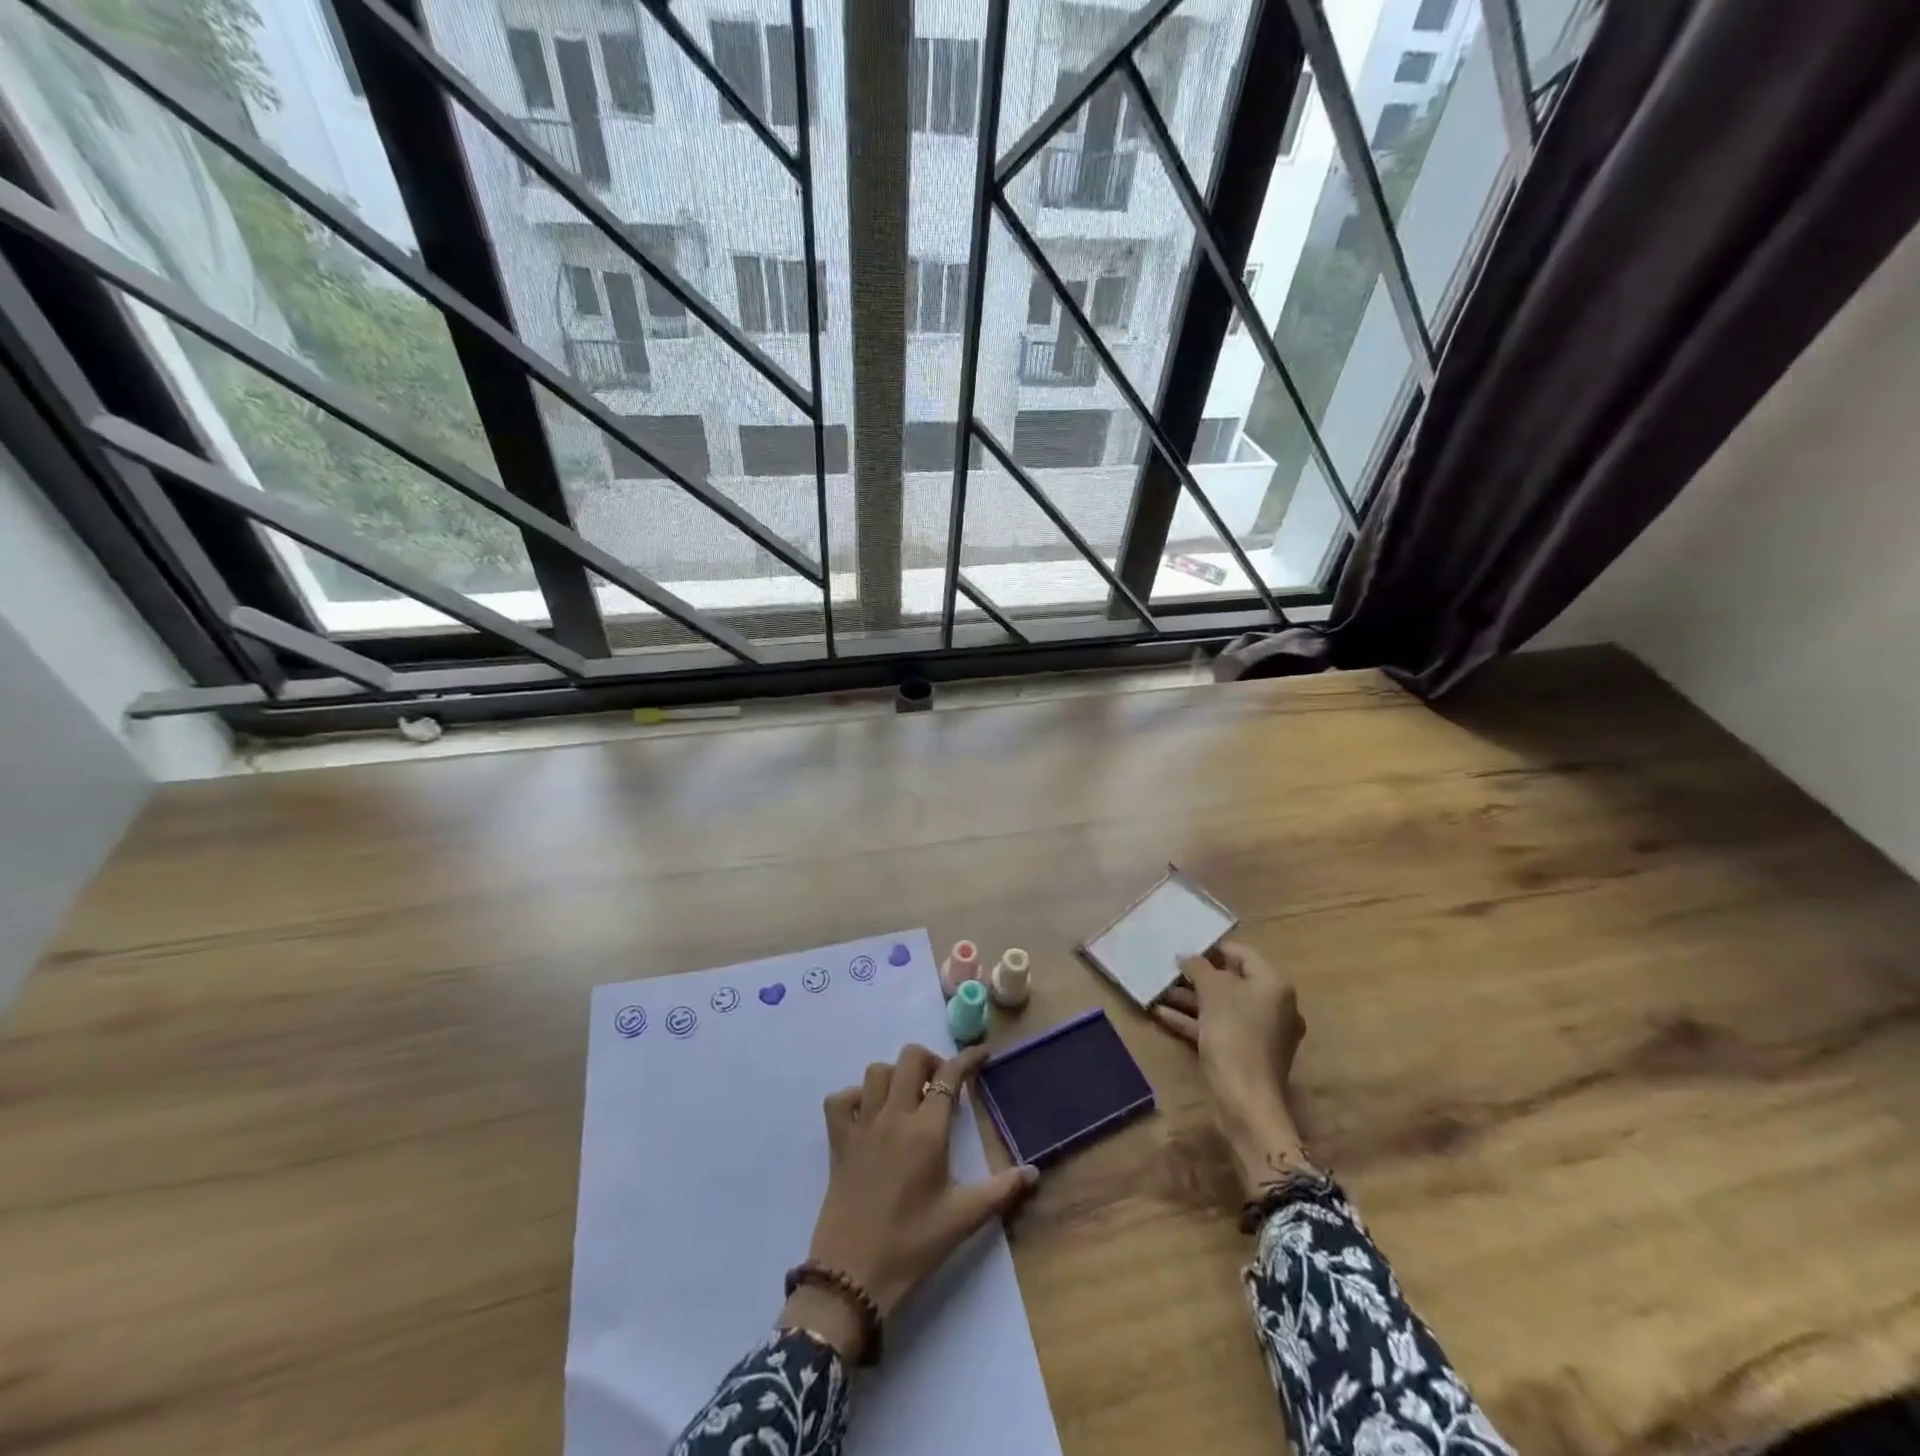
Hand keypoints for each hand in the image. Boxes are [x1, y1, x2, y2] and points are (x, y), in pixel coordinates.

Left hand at [784, 1044, 1039, 1360]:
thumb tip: (1034, 1172)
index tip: (982, 1055)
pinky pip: (840, 1099)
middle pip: (910, 1058)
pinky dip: (855, 1097)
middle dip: (931, 1062)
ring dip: (896, 1076)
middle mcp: (894, 1117)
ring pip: (876, 1072)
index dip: (968, 1059)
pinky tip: (869, 1115)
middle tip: (942, 1088)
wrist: (852, 1277)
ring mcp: (862, 1126)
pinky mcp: (838, 1141)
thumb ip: (1001, 1191)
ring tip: (909, 1100)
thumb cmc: (912, 1246)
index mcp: (926, 1131)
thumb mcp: (962, 1219)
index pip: (949, 1076)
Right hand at [1152, 941, 1312, 1196]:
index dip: (1213, 948)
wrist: (1245, 1100)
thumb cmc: (1233, 1033)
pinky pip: (1217, 1028)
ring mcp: (1261, 1034)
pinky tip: (1162, 1014)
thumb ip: (1199, 967)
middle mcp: (1273, 1007)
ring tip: (1158, 991)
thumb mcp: (1212, 991)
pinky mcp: (1245, 1055)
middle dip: (1197, 977)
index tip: (1185, 946)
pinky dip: (1193, 1021)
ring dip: (1190, 999)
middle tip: (1168, 969)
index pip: (1242, 954)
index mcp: (1274, 986)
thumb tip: (1188, 957)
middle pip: (1231, 982)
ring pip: (1221, 1007)